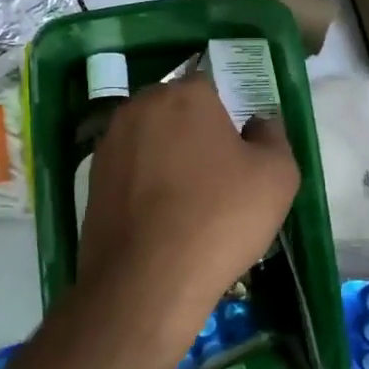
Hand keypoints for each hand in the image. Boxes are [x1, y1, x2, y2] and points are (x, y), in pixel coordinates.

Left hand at [77, 72, 301, 340]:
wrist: (145, 281)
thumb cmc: (219, 218)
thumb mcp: (277, 176)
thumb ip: (273, 137)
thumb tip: (258, 123)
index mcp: (184, 94)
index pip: (214, 87)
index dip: (232, 117)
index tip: (243, 152)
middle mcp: (138, 107)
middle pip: (177, 111)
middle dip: (197, 135)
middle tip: (220, 178)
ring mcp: (108, 144)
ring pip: (151, 141)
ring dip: (169, 160)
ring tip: (190, 204)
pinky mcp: (91, 180)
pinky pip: (131, 172)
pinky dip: (146, 187)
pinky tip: (161, 220)